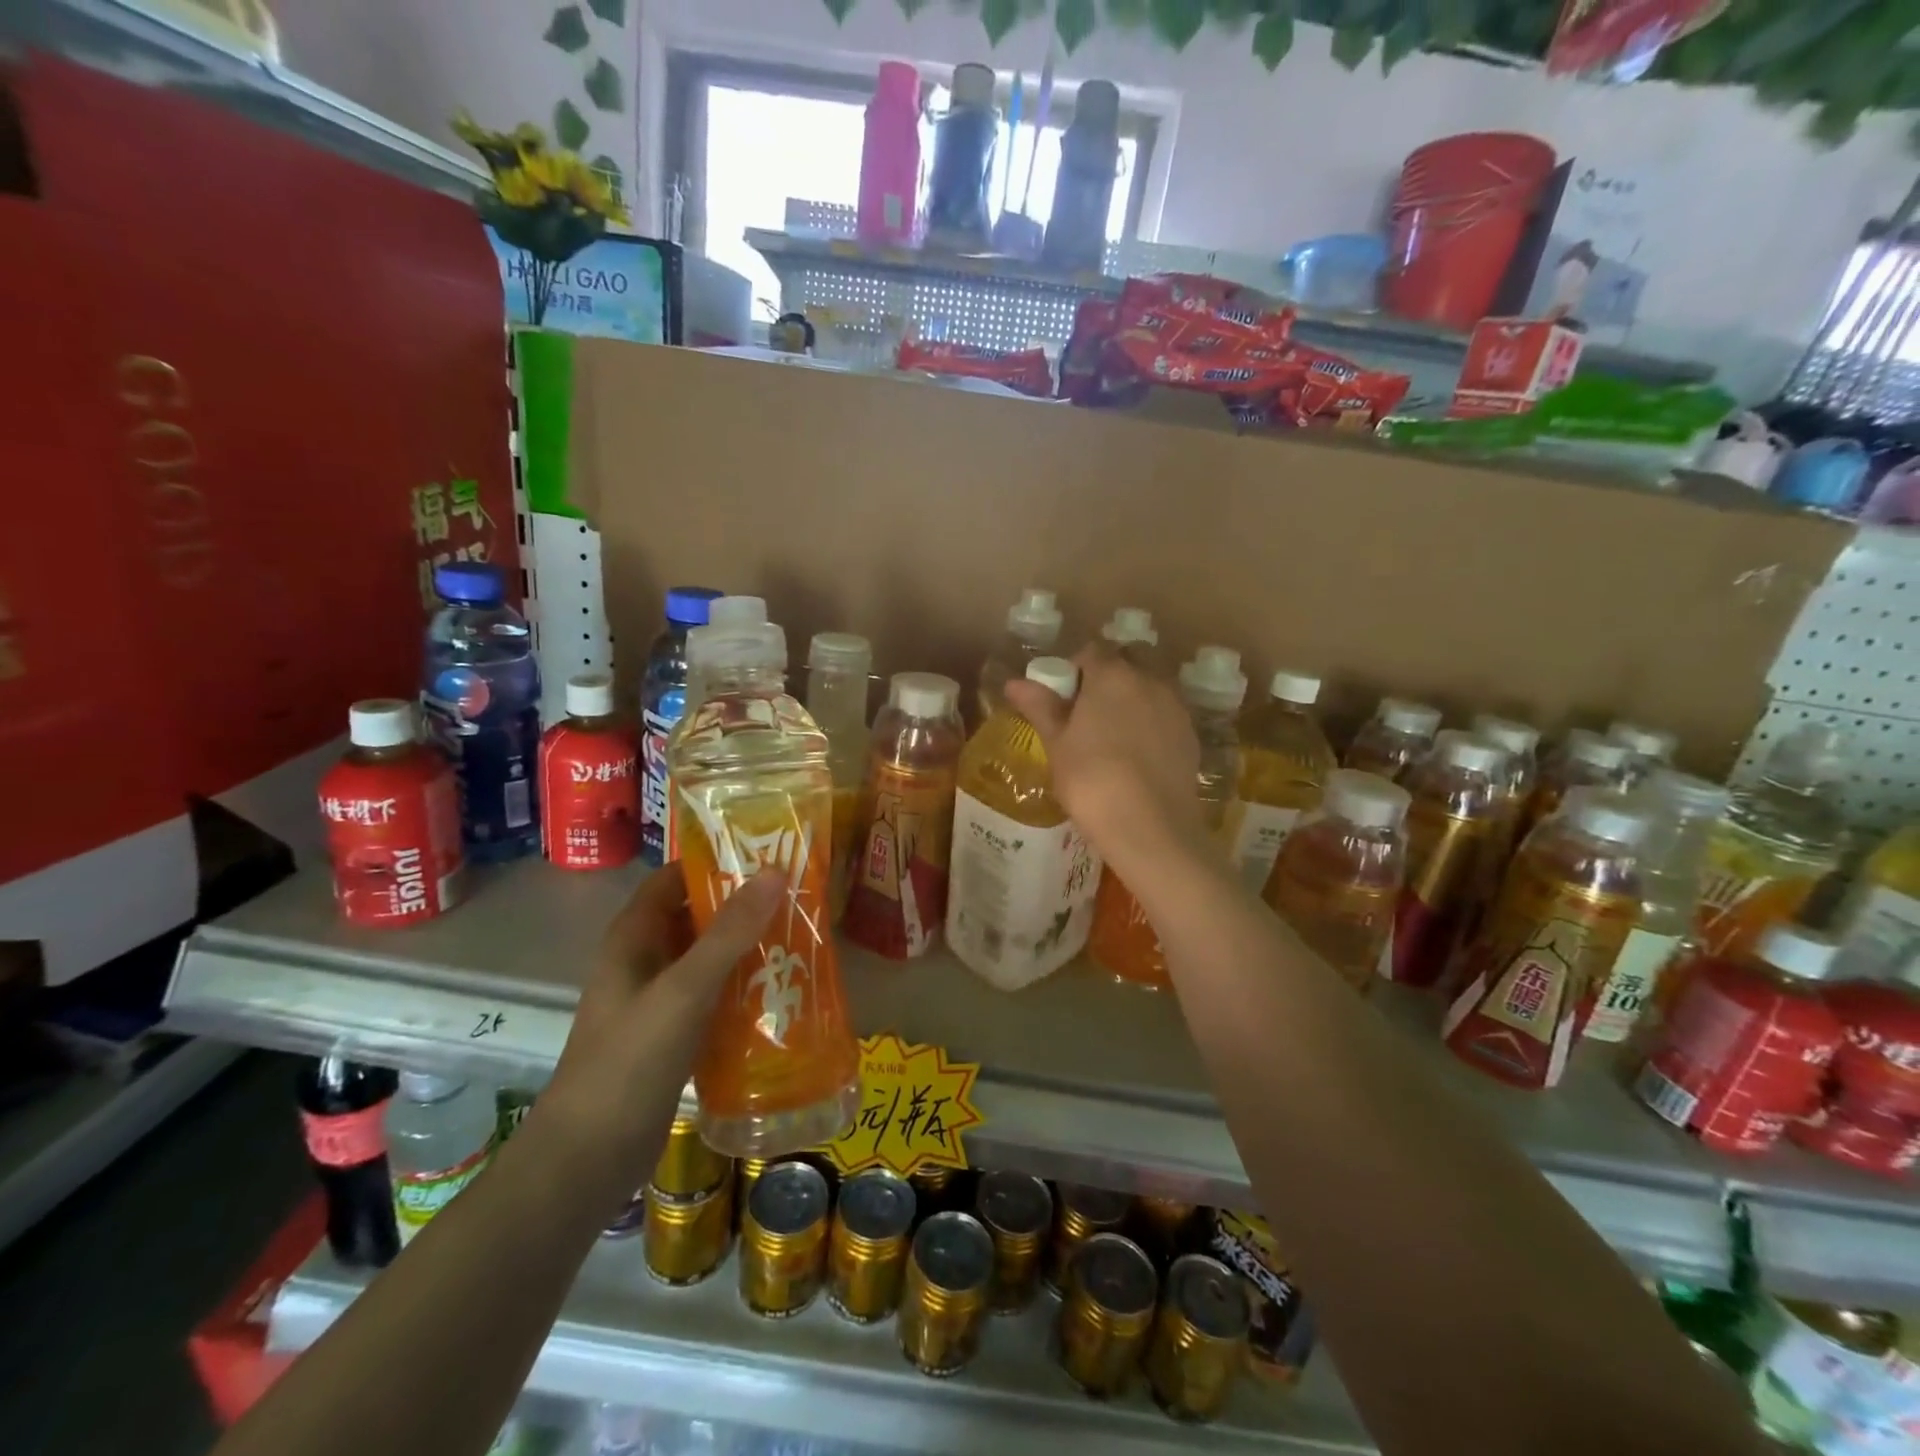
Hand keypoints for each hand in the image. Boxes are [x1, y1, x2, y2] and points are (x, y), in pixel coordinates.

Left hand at [541, 865, 781, 1159]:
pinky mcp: (673, 1035)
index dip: (715, 862)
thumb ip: (729, 933)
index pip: (675, 878)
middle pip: (696, 916)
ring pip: (708, 958)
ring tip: (802, 937)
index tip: (768, 855)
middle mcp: (644, 961)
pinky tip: (782, 991)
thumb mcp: (684, 990)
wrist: (587, 1159)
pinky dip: (743, 987)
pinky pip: (714, 996)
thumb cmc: (630, 1062)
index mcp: (634, 938)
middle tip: (799, 896)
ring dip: (748, 947)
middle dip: (743, 905)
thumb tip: (774, 872)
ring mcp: (658, 1000)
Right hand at [1004, 646, 1206, 880]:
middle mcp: (1149, 680)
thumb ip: (1040, 706)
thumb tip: (1015, 682)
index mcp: (1112, 675)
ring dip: (1132, 699)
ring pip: (1150, 688)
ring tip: (1112, 737)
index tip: (1063, 699)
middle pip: (1127, 662)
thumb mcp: (1056, 744)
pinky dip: (1151, 724)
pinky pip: (1166, 716)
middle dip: (1108, 677)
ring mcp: (1176, 707)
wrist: (1150, 827)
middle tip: (1087, 714)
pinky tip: (1137, 757)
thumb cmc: (1091, 780)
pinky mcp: (1191, 736)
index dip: (1074, 670)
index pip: (1091, 652)